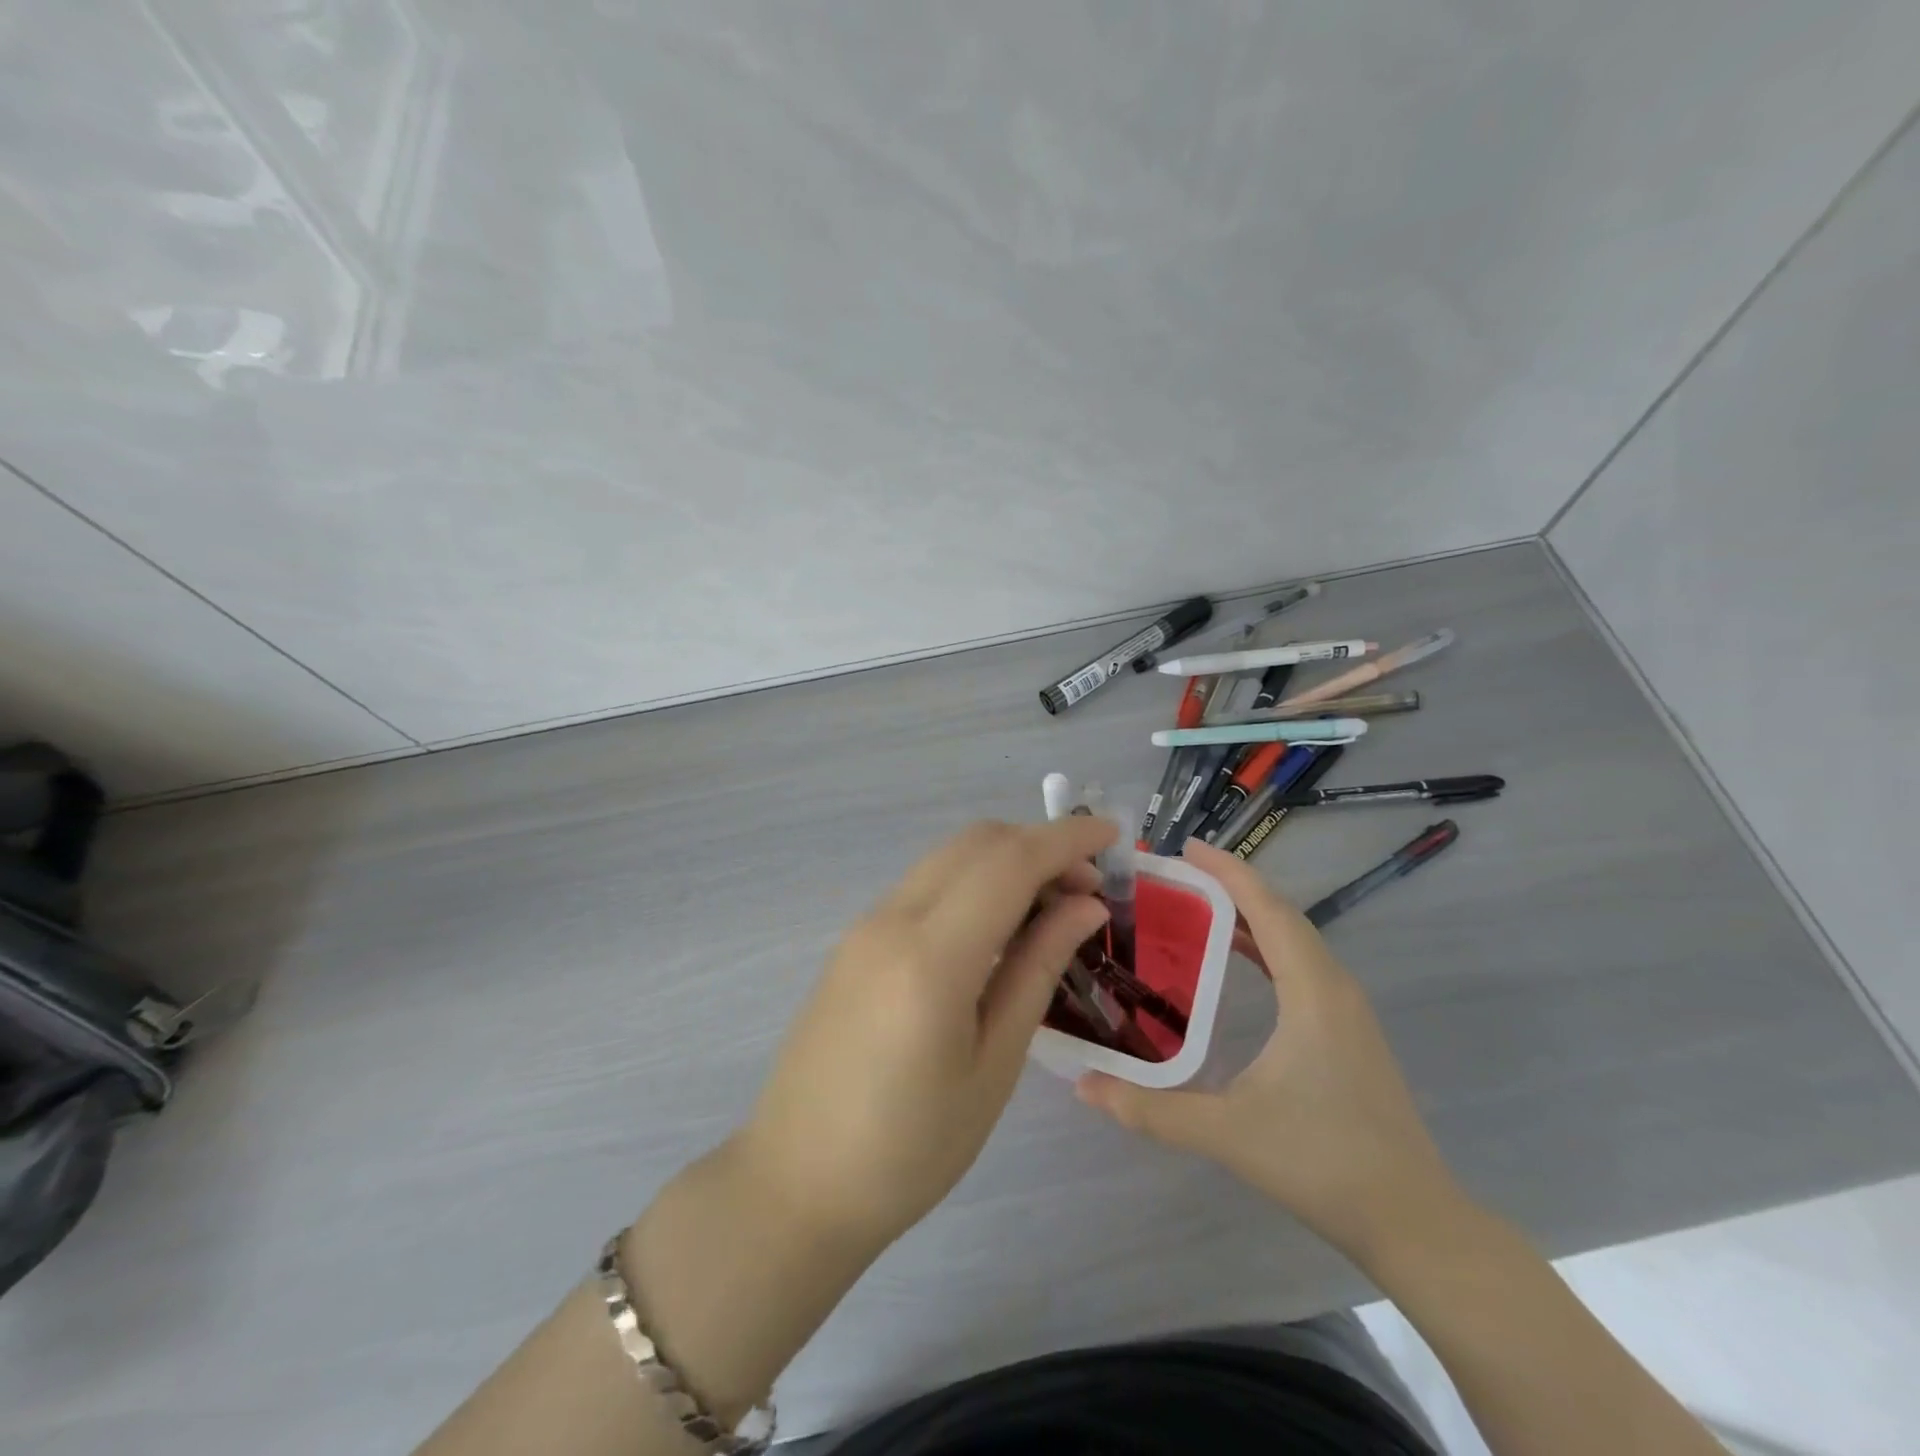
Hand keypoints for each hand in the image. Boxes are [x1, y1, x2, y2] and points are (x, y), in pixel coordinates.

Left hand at [735, 816, 1115, 1251]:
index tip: (1114, 836)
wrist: (798, 1182)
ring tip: (1051, 905)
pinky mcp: (854, 939)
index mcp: (931, 956)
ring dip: (1005, 860)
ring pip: (948, 857)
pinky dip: (972, 881)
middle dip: (1039, 844)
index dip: (1066, 839)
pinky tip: (997, 925)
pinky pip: (925, 884)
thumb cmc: (911, 1147)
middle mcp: (892, 919)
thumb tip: (1085, 906)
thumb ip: (1038, 969)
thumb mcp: (994, 1065)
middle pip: (976, 843)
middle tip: (1088, 888)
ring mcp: (866, 925)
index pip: (1010, 862)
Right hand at [1076, 839, 1460, 1261]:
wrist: (1414, 1222)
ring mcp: (1347, 1009)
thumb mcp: (1228, 1133)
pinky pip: (1302, 965)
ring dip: (1250, 914)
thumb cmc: (1323, 1163)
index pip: (1268, 909)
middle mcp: (1334, 986)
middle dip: (1232, 886)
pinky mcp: (1348, 1030)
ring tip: (1196, 906)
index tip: (1186, 848)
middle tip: (1176, 875)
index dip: (1228, 872)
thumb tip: (1082, 1085)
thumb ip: (1151, 1109)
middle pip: (1282, 915)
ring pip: (1295, 939)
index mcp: (1312, 991)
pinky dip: (1266, 946)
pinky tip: (1236, 959)